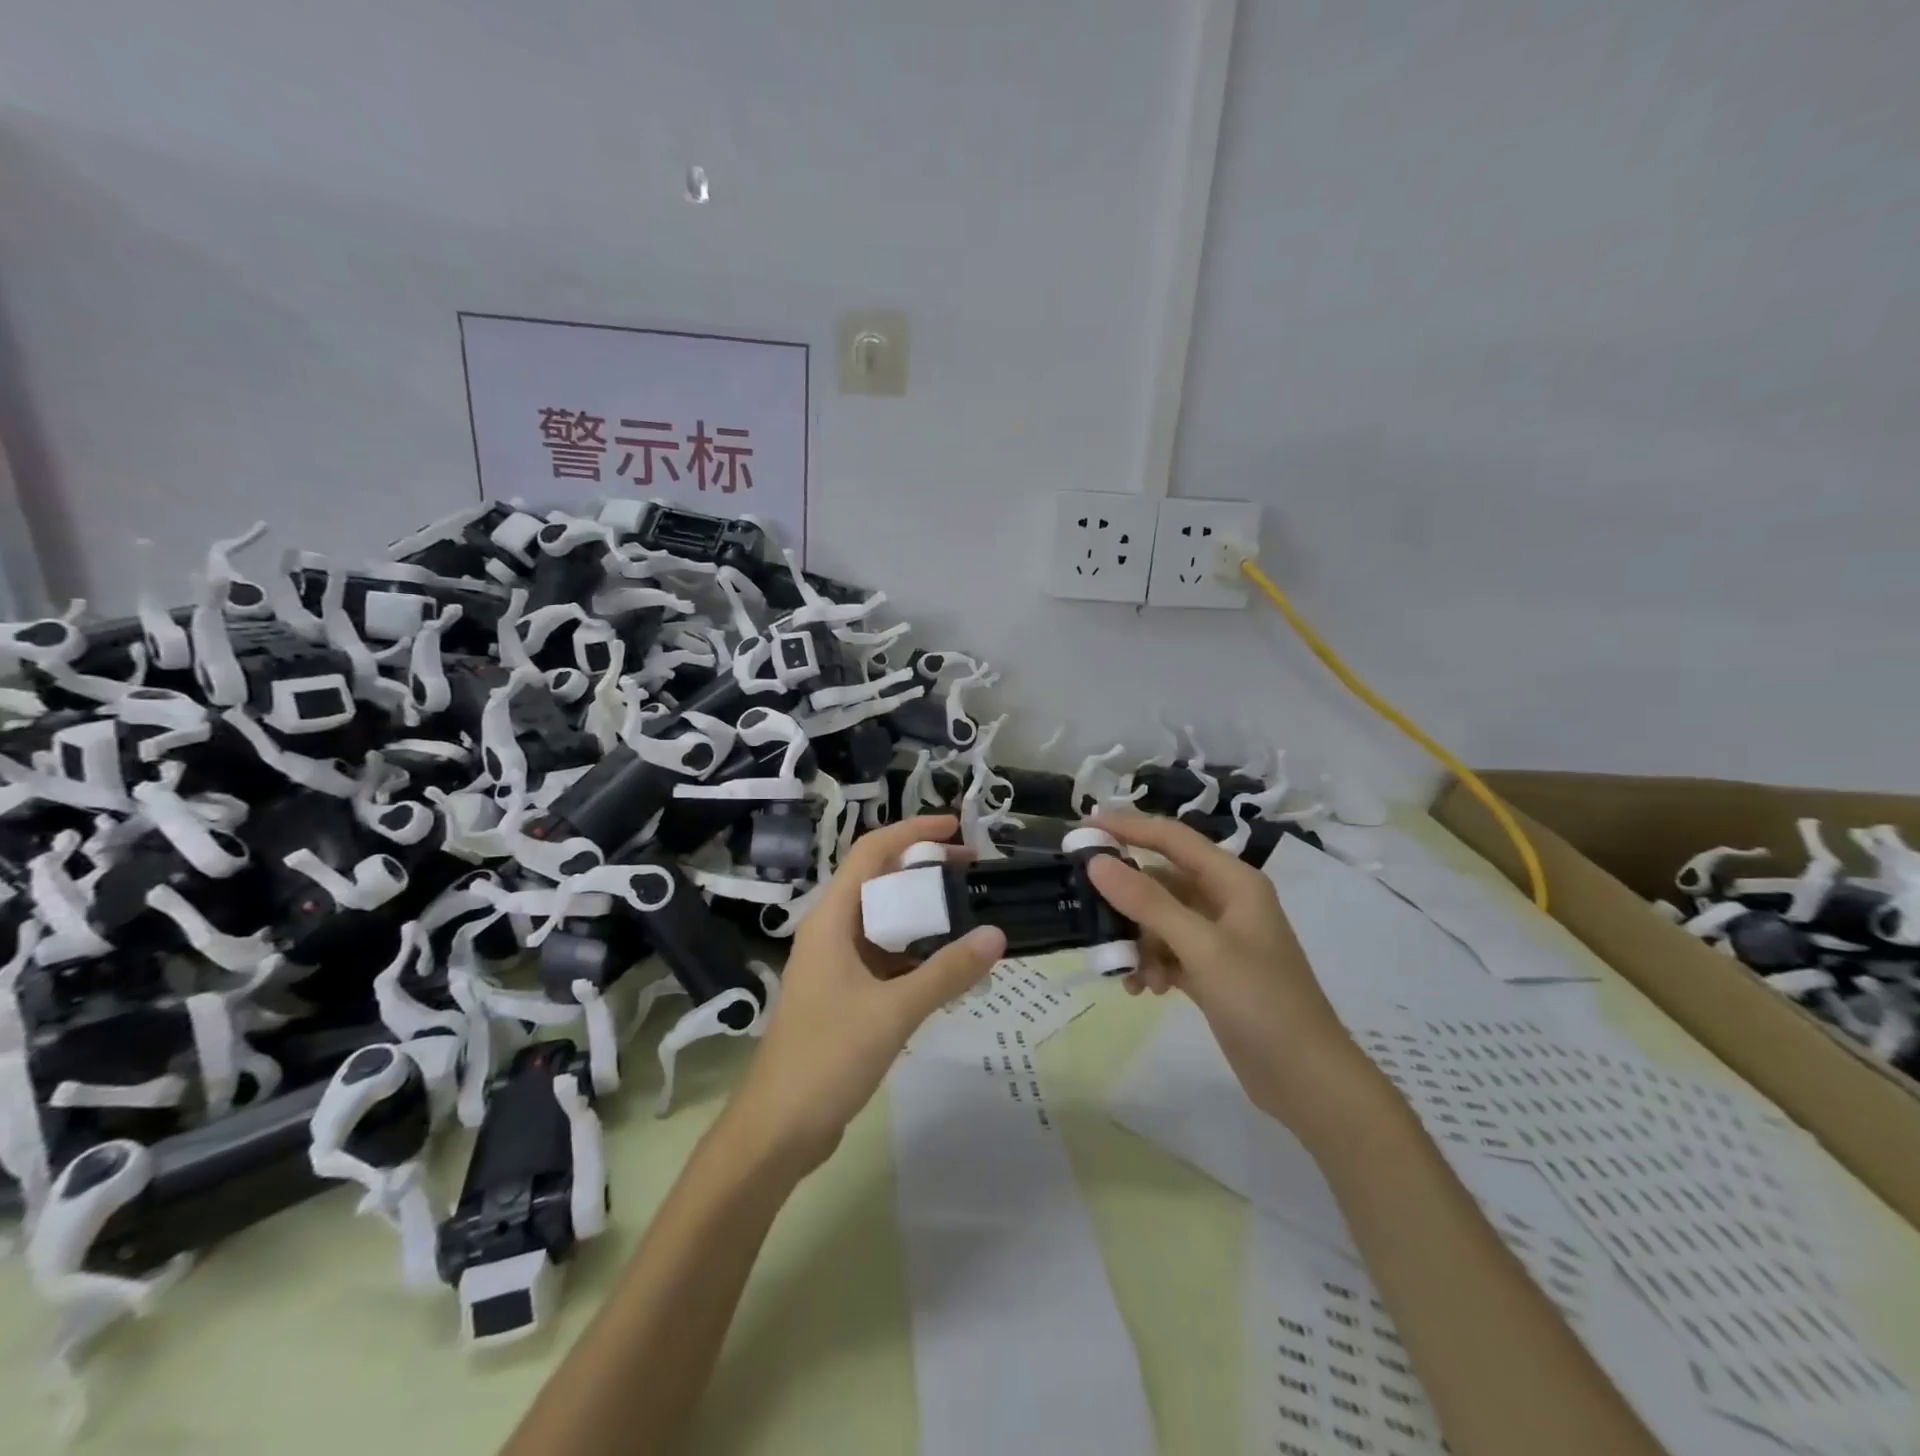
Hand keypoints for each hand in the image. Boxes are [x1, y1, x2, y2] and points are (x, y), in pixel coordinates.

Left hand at [726, 816, 1005, 1173]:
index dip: (912, 831)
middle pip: (879, 882)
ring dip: (921, 913)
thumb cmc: (827, 1058)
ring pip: (883, 922)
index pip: (871, 853)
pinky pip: (884, 957)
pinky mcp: (843, 996)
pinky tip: (947, 965)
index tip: (956, 828)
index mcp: (831, 920)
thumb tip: (997, 934)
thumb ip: (946, 972)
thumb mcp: (893, 1012)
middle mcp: (831, 932)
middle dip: (923, 870)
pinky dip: (915, 952)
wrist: (777, 1130)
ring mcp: (835, 965)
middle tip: (972, 871)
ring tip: (968, 912)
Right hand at [1087, 813, 1376, 1132]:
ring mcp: (1218, 938)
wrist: (1307, 1081)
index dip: (1128, 827)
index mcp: (1233, 881)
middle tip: (1087, 907)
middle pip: (1161, 881)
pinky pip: (1167, 952)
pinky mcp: (1211, 971)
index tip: (1084, 826)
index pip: (1172, 838)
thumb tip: (1097, 862)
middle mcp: (1225, 901)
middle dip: (1127, 899)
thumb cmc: (1262, 1003)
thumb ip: (1148, 903)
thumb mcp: (1202, 948)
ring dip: (1138, 941)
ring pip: (1159, 920)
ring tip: (1129, 972)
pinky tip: (1147, 990)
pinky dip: (1152, 964)